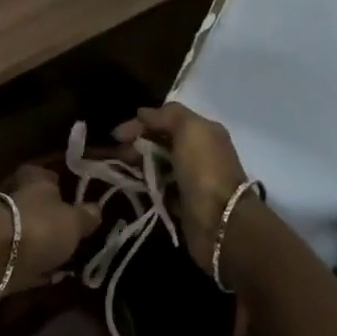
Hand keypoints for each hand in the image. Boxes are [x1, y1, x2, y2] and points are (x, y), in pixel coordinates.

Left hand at [0, 163, 101, 309]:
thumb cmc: (38, 228)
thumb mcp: (73, 222)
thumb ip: (85, 216)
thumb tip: (96, 209)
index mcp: (34, 183)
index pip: (43, 175)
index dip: (55, 182)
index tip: (67, 194)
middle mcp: (14, 199)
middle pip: (33, 205)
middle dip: (48, 217)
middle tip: (69, 233)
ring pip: (24, 232)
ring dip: (38, 243)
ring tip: (61, 258)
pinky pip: (18, 258)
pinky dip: (29, 265)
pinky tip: (44, 276)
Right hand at [114, 102, 248, 270]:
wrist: (220, 222)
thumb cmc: (204, 170)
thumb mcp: (190, 130)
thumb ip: (167, 115)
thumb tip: (142, 113)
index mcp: (204, 132)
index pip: (166, 120)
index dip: (141, 123)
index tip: (116, 135)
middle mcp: (199, 153)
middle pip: (160, 142)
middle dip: (136, 144)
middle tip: (117, 154)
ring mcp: (190, 179)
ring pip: (157, 164)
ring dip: (137, 164)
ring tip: (118, 169)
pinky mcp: (182, 202)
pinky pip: (158, 188)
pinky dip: (144, 185)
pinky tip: (129, 185)